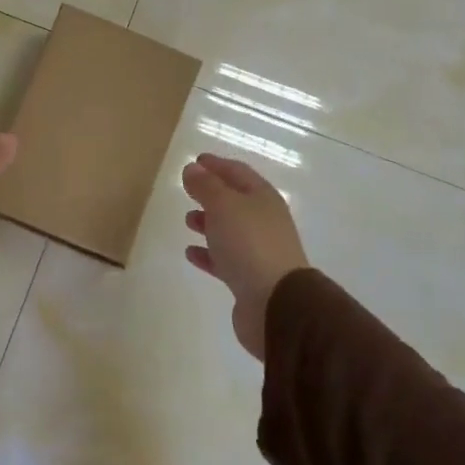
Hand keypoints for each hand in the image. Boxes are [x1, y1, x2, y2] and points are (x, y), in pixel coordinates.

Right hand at [181, 153, 309, 360]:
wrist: (276, 303)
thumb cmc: (249, 244)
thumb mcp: (223, 205)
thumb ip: (206, 186)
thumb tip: (193, 169)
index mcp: (263, 198)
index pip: (238, 172)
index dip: (217, 165)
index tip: (196, 160)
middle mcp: (264, 221)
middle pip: (236, 201)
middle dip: (212, 193)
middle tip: (188, 189)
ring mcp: (259, 251)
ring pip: (230, 230)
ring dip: (209, 223)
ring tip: (187, 220)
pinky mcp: (250, 279)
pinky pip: (225, 259)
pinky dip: (208, 254)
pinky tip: (191, 253)